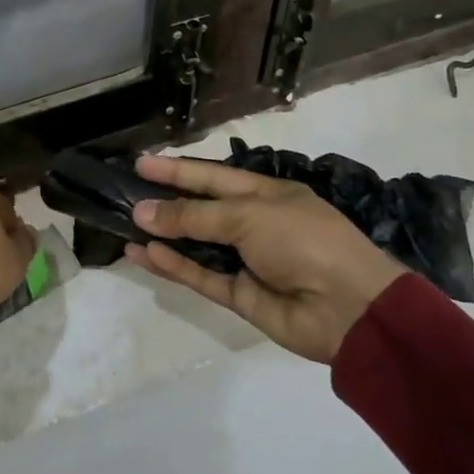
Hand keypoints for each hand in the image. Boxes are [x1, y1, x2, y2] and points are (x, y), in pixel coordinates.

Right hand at [125, 155, 404, 363]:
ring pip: (196, 245)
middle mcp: (255, 224)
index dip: (177, 169)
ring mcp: (247, 261)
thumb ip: (193, 215)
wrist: (350, 309)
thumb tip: (143, 212)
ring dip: (163, 237)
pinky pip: (201, 276)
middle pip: (201, 210)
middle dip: (165, 202)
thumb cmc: (303, 241)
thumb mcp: (248, 215)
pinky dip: (174, 266)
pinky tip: (144, 254)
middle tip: (124, 195)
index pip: (212, 176)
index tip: (140, 164)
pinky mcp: (240, 295)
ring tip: (125, 226)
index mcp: (266, 194)